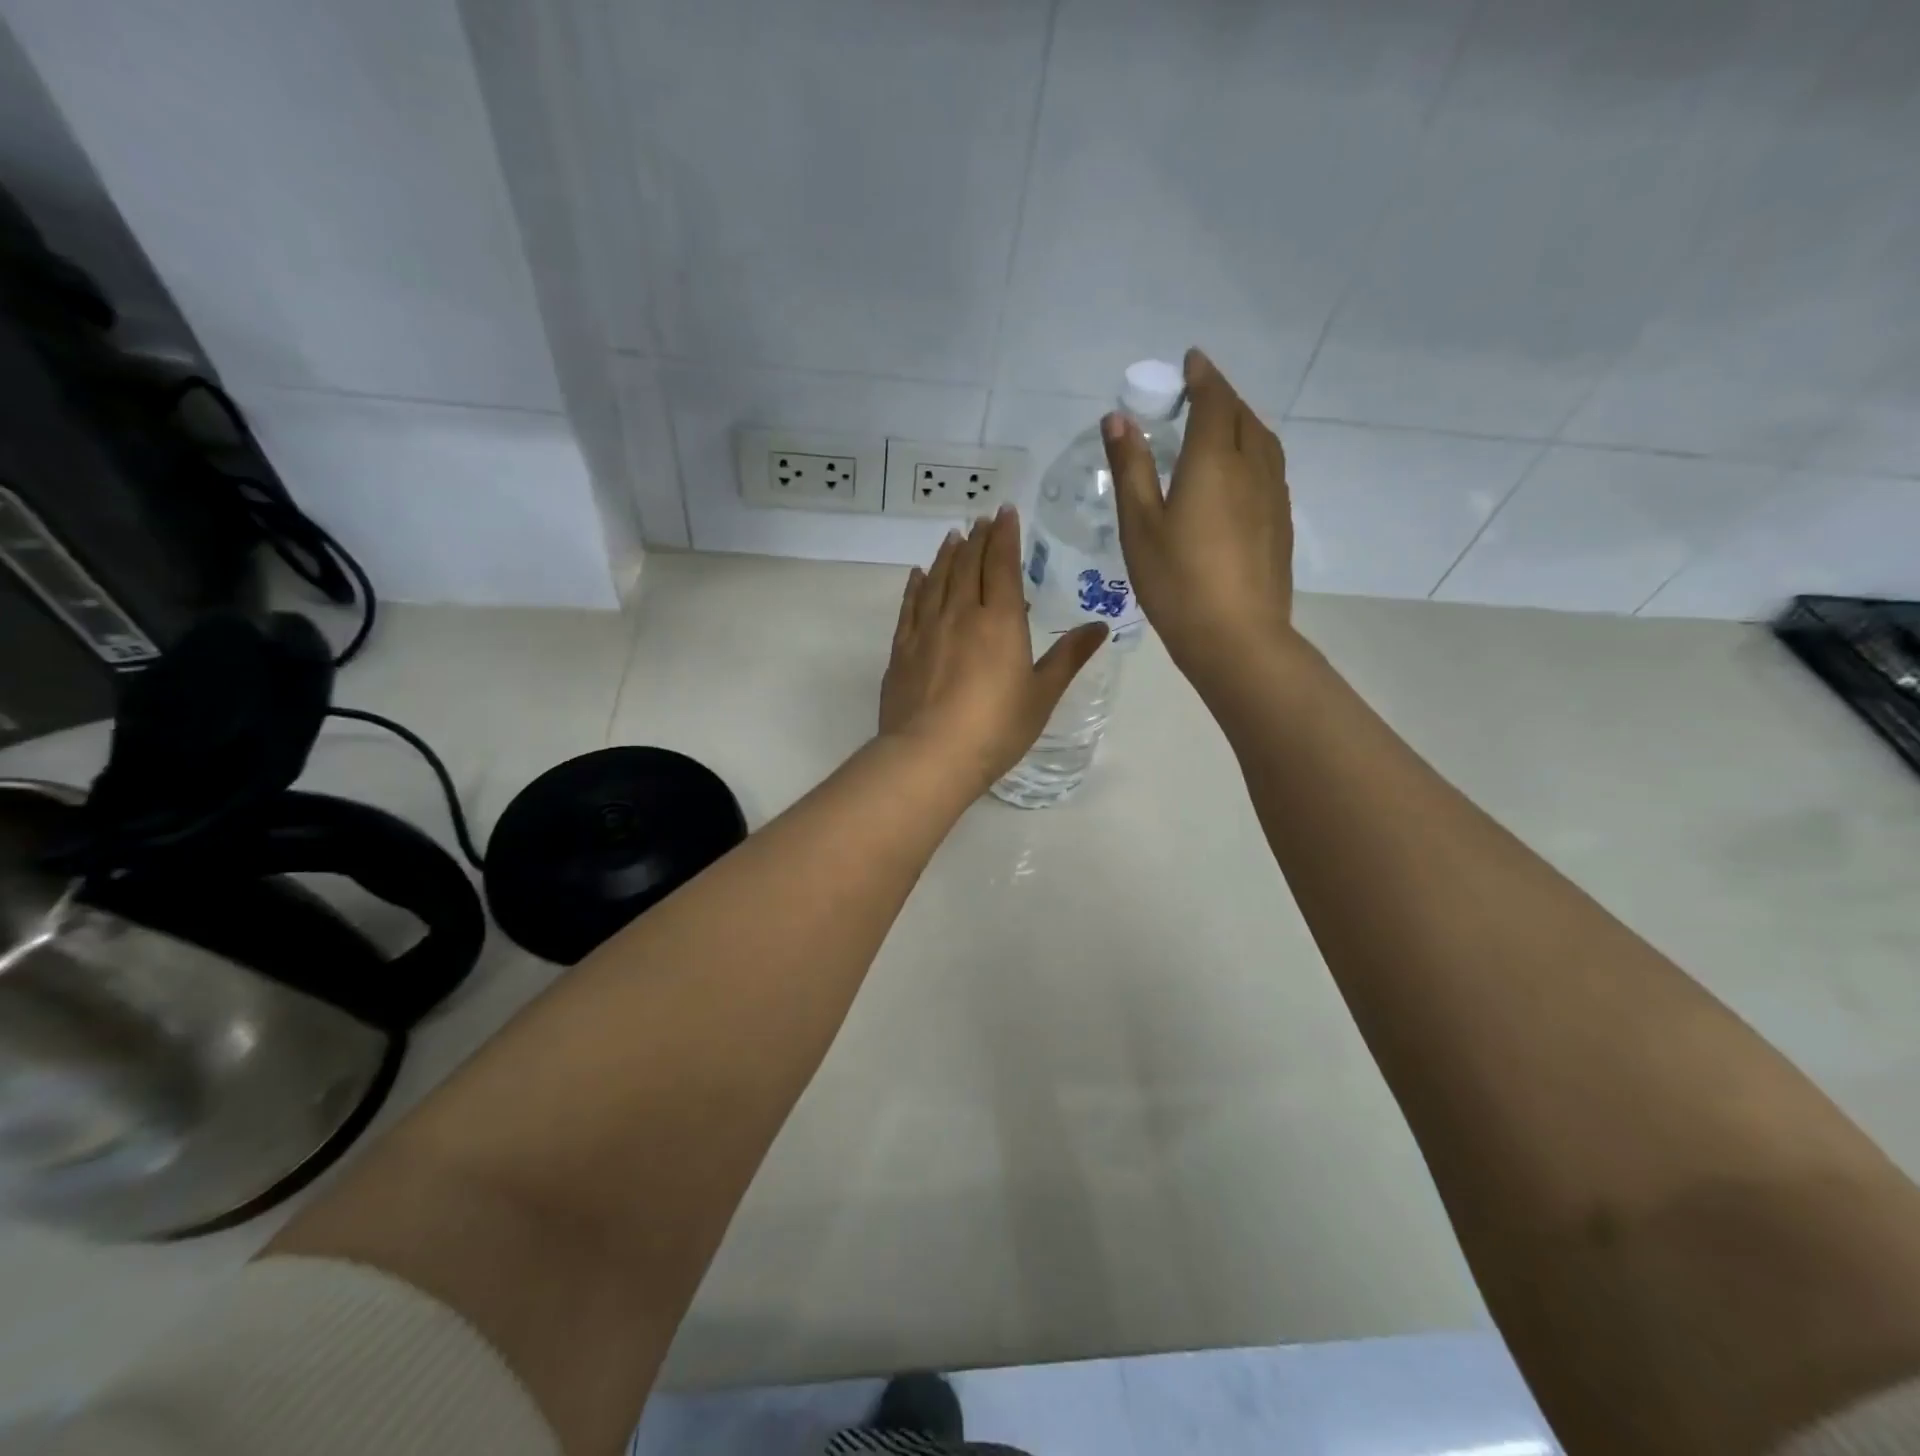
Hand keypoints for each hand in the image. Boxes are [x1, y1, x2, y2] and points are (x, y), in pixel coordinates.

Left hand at [880, 507, 1106, 791]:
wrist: (930, 756)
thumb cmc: (996, 728)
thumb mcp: (1041, 695)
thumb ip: (1068, 657)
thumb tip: (1099, 627)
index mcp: (1000, 621)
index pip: (1003, 566)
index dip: (1005, 536)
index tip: (1005, 513)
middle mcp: (961, 614)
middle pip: (968, 565)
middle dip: (976, 539)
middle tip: (980, 520)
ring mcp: (927, 630)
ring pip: (937, 580)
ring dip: (947, 555)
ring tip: (952, 537)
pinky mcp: (903, 650)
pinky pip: (910, 606)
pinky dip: (916, 586)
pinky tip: (918, 575)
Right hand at [1104, 348, 1294, 685]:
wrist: (1237, 637)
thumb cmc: (1177, 582)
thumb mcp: (1141, 526)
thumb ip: (1132, 468)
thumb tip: (1119, 418)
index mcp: (1214, 461)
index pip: (1214, 401)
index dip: (1202, 377)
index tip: (1191, 361)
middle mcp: (1252, 468)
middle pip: (1242, 416)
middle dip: (1221, 397)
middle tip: (1198, 395)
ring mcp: (1273, 496)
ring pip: (1262, 442)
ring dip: (1241, 423)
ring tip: (1220, 428)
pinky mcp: (1281, 523)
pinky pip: (1270, 469)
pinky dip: (1253, 453)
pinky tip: (1238, 475)